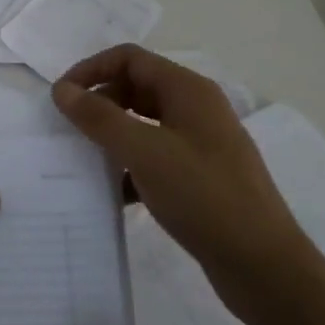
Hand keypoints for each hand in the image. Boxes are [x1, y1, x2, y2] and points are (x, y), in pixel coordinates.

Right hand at [52, 44, 311, 293]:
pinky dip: (130, 167)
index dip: (91, 70)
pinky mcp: (199, 177)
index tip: (61, 97)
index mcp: (188, 90)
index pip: (129, 58)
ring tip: (84, 159)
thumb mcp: (145, 152)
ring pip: (144, 124)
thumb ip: (100, 118)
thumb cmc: (204, 197)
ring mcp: (200, 143)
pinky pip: (155, 157)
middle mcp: (196, 109)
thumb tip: (62, 89)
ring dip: (112, 136)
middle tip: (70, 130)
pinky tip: (113, 193)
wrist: (263, 266)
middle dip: (100, 103)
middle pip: (136, 87)